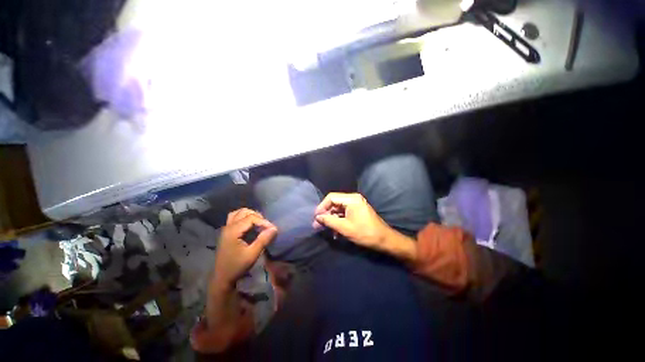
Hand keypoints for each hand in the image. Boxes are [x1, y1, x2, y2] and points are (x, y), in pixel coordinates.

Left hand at [213, 209, 276, 289]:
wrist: (222, 278)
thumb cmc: (237, 267)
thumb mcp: (252, 254)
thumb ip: (263, 240)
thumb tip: (275, 228)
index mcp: (233, 231)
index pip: (251, 218)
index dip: (264, 222)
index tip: (273, 229)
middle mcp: (228, 226)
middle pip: (244, 212)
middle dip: (257, 217)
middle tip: (265, 226)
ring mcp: (226, 229)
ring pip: (239, 213)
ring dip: (250, 215)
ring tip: (258, 224)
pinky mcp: (226, 232)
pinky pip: (235, 218)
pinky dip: (244, 218)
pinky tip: (250, 226)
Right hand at [313, 193, 391, 251]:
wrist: (384, 240)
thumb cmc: (364, 232)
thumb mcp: (344, 227)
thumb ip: (329, 221)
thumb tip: (317, 218)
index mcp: (351, 199)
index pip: (331, 198)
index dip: (322, 206)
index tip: (315, 217)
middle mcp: (353, 199)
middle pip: (334, 204)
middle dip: (326, 215)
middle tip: (317, 225)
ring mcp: (355, 205)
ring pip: (338, 210)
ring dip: (331, 220)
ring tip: (324, 229)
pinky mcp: (357, 212)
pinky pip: (344, 214)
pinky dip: (338, 222)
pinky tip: (335, 233)